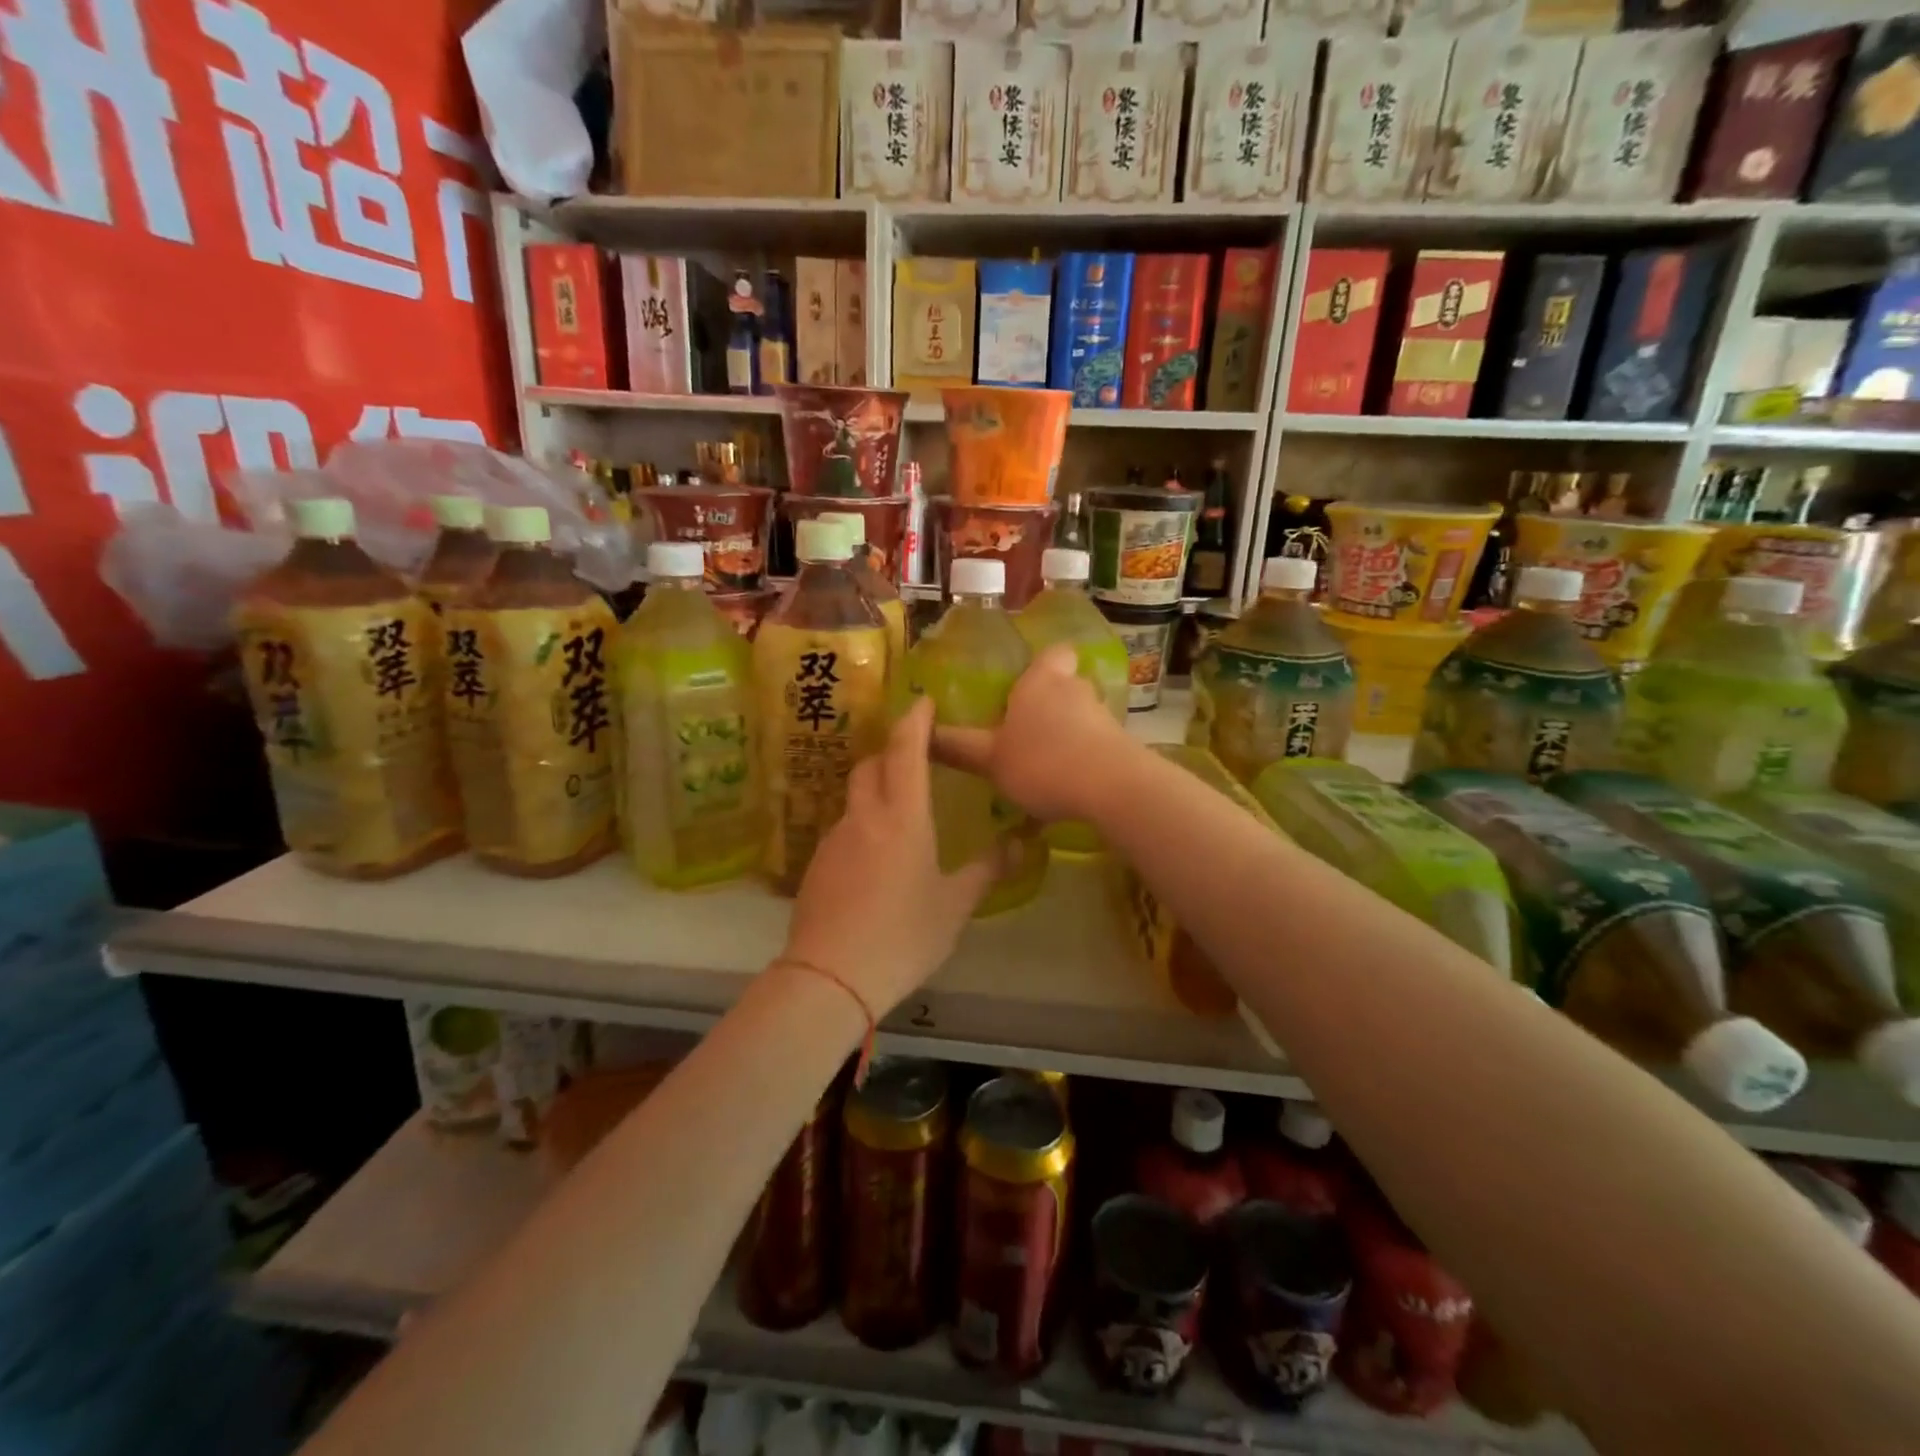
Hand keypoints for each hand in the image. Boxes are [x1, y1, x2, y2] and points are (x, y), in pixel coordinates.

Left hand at [781, 696, 1001, 1016]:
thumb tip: (1020, 843)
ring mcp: (835, 838)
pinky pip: (844, 828)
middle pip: (872, 765)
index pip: (906, 749)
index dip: (915, 720)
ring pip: (855, 797)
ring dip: (876, 789)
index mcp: (903, 817)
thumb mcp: (955, 905)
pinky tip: (876, 858)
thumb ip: (987, 869)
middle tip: (915, 756)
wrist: (830, 976)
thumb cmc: (904, 936)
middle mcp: (864, 816)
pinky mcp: (816, 863)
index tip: (923, 701)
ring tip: (900, 811)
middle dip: (892, 751)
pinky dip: (862, 823)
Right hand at [932, 643, 1134, 823]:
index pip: (1052, 654)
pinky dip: (1084, 758)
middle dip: (1049, 704)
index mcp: (1040, 681)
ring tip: (1044, 765)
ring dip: (1066, 734)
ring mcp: (1103, 716)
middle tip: (1026, 731)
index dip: (1042, 665)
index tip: (1027, 682)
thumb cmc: (1042, 761)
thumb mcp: (990, 759)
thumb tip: (923, 733)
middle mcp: (1074, 689)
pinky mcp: (1122, 745)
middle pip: (1065, 685)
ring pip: (1081, 716)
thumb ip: (959, 747)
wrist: (1112, 787)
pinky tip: (1069, 785)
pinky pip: (1097, 745)